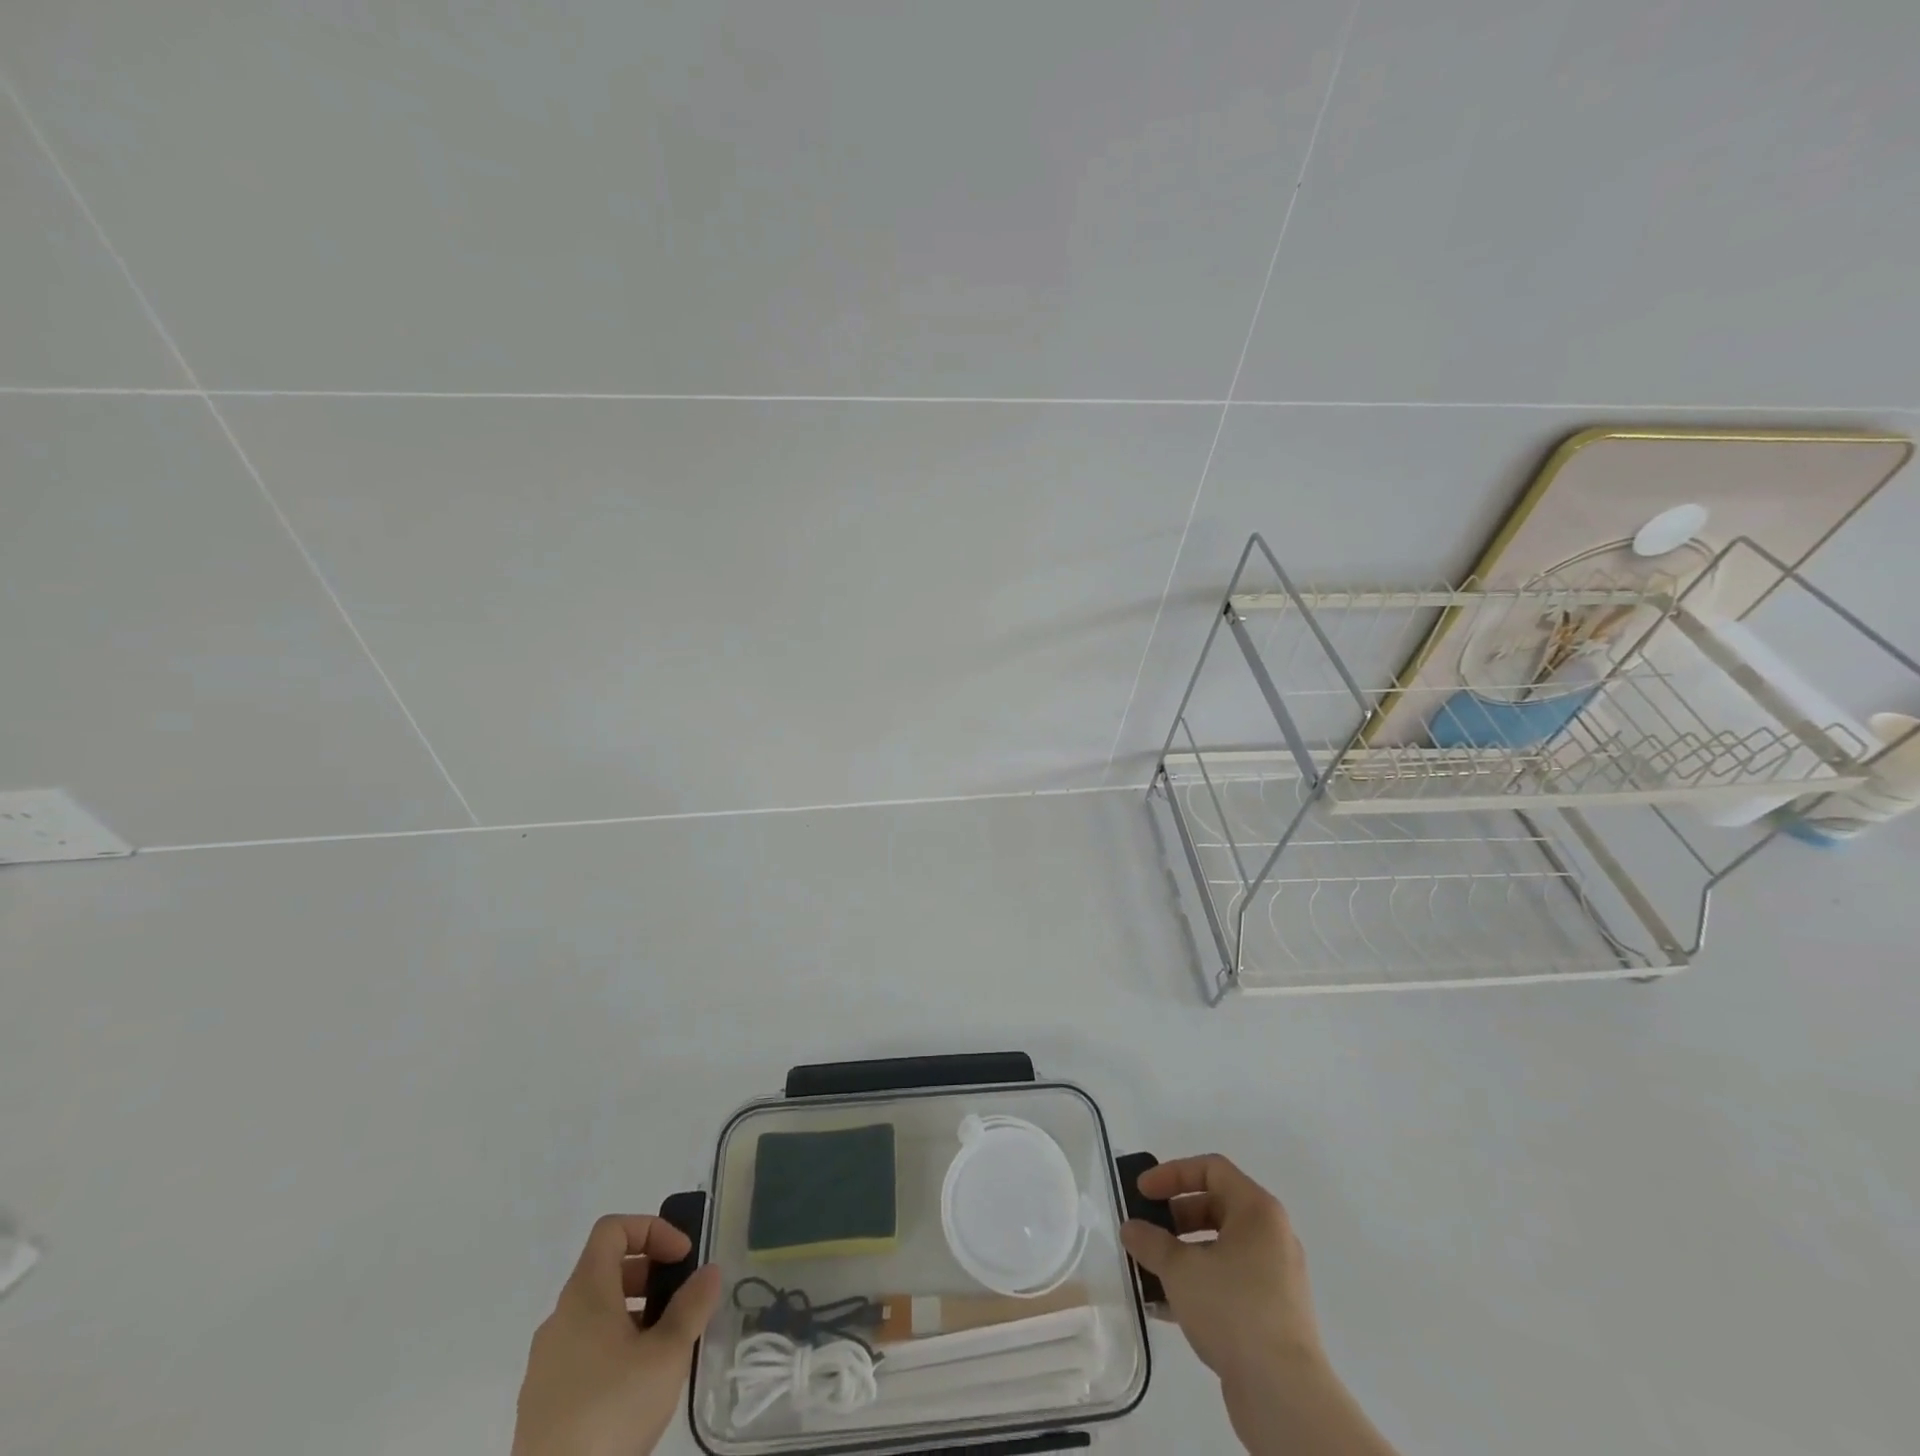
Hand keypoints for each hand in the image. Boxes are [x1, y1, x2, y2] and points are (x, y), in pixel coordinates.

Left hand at [512, 1215, 723, 1455]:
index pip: (612, 1229)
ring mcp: (545, 1361)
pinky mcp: (543, 1400)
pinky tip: (638, 1384)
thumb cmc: (612, 1410)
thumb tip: (708, 1272)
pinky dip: (614, 1346)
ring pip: (596, 1313)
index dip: (652, 1229)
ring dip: (635, 1313)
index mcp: (584, 1294)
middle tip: (681, 1300)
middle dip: (650, 1274)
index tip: (682, 1258)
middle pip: (606, 1269)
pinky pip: (583, 1350)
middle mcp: (559, 1318)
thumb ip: (692, 1306)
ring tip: (666, 1345)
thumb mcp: (668, 1354)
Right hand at [1121, 1154, 1319, 1381]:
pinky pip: (1229, 1282)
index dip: (1172, 1174)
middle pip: (1215, 1207)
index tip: (1142, 1193)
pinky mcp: (1273, 1314)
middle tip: (1145, 1231)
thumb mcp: (1181, 1269)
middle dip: (1174, 1217)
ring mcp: (1275, 1277)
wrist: (1285, 1396)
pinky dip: (1199, 1284)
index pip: (1211, 1169)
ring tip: (1149, 1271)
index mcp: (1257, 1210)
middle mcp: (1271, 1236)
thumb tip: (1131, 1229)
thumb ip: (1150, 1242)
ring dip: (1182, 1254)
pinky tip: (1166, 1306)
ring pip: (1220, 1248)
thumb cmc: (1233, 1310)